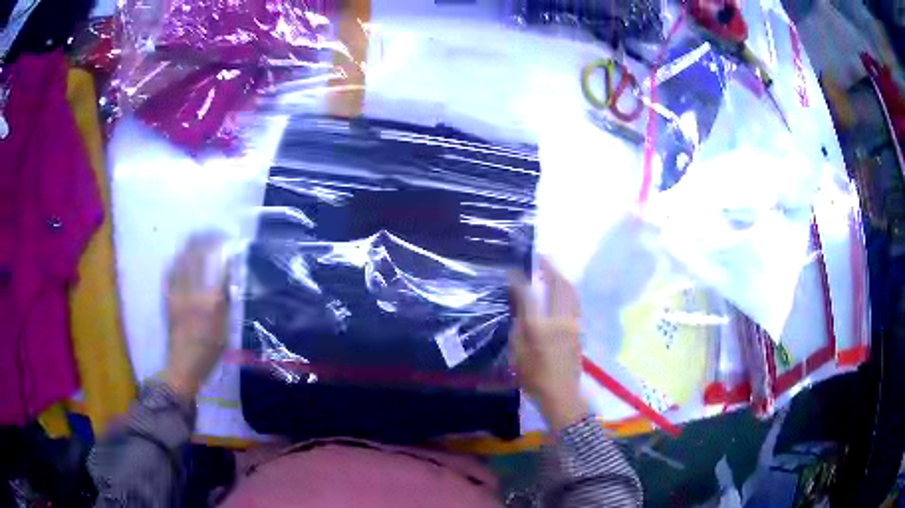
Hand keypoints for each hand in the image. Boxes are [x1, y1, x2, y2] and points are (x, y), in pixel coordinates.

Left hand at [162, 234, 229, 399]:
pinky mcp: (168, 299)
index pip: (217, 267)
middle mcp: (191, 292)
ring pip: (181, 262)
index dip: (223, 250)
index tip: (229, 240)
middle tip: (211, 232)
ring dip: (189, 247)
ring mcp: (177, 294)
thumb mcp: (224, 331)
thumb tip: (227, 280)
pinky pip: (170, 273)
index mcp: (209, 302)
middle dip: (203, 240)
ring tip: (196, 238)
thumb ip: (225, 303)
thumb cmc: (208, 352)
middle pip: (196, 258)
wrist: (183, 366)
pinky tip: (178, 258)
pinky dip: (175, 261)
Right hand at [510, 258, 588, 431]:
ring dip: (561, 277)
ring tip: (551, 270)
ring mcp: (573, 323)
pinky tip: (561, 290)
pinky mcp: (579, 329)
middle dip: (549, 269)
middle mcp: (560, 319)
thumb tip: (517, 301)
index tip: (513, 270)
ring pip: (571, 292)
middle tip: (539, 258)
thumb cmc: (534, 377)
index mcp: (540, 326)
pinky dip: (568, 290)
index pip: (529, 294)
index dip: (520, 279)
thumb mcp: (517, 352)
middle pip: (558, 285)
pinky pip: (575, 301)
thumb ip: (518, 324)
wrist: (562, 394)